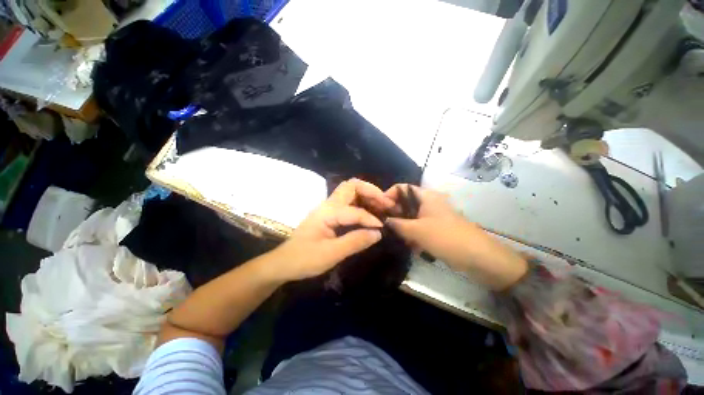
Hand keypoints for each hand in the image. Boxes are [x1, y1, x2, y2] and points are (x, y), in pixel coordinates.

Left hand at [272, 178, 395, 280]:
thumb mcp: (330, 254)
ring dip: (366, 195)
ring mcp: (328, 208)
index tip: (382, 228)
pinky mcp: (329, 214)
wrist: (283, 263)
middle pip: (351, 186)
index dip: (370, 218)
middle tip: (385, 203)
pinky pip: (348, 202)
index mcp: (327, 212)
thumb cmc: (304, 259)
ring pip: (350, 191)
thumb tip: (378, 233)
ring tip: (381, 205)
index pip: (355, 210)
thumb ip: (354, 242)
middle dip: (370, 191)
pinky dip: (361, 203)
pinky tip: (369, 213)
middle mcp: (328, 205)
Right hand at [384, 184, 527, 289]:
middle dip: (394, 213)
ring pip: (411, 216)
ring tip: (397, 237)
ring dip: (402, 225)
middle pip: (405, 202)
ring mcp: (433, 215)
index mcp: (425, 196)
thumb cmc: (445, 237)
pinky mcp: (436, 227)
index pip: (401, 188)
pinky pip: (418, 226)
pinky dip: (412, 233)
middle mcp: (428, 202)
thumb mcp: (416, 230)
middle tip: (384, 225)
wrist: (477, 256)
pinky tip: (410, 245)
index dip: (388, 195)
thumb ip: (396, 224)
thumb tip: (383, 221)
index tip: (378, 209)